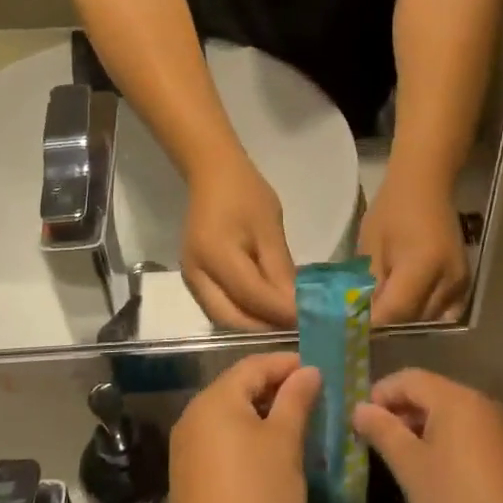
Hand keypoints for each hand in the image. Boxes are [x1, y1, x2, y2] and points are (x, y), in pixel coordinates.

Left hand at [170, 353, 320, 502]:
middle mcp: (193, 415)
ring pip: (229, 414)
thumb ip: (296, 400)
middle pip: (238, 387)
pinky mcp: (188, 473)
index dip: (287, 364)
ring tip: (296, 423)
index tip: (319, 371)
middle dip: (275, 387)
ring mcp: (186, 446)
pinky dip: (246, 436)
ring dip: (262, 413)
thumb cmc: (260, 496)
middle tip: (312, 397)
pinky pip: (220, 439)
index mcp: (215, 400)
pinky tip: (270, 452)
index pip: (254, 365)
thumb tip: (308, 371)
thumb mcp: (285, 443)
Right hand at [183, 151, 297, 329]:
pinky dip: (243, 314)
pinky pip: (218, 306)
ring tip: (284, 321)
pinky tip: (265, 309)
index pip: (252, 297)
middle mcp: (196, 274)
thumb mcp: (269, 228)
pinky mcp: (194, 277)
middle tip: (298, 326)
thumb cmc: (245, 194)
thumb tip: (296, 305)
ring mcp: (191, 278)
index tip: (311, 319)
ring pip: (223, 317)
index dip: (282, 312)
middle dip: (265, 328)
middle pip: (231, 319)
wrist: (212, 174)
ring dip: (254, 325)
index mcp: (215, 256)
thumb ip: (280, 270)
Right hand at [351, 369, 502, 502]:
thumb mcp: (410, 467)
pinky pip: (469, 432)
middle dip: (401, 412)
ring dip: (423, 428)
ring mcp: (501, 428)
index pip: (409, 378)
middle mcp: (482, 403)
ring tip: (403, 459)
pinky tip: (436, 472)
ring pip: (451, 414)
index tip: (362, 422)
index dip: (381, 394)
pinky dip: (446, 441)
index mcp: (456, 399)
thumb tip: (360, 408)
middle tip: (378, 441)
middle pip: (432, 393)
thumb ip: (383, 431)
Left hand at [357, 170, 469, 325]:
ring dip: (404, 321)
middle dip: (387, 325)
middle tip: (363, 322)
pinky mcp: (464, 283)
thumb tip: (360, 317)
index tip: (351, 328)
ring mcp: (460, 284)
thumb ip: (370, 284)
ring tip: (382, 313)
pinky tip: (406, 306)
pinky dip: (423, 314)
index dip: (372, 324)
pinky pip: (443, 312)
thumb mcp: (371, 246)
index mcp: (422, 266)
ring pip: (428, 320)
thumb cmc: (392, 210)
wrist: (425, 186)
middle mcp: (448, 280)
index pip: (396, 312)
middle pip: (414, 320)